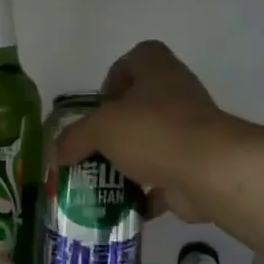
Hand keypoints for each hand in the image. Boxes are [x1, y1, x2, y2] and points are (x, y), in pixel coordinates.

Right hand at [54, 41, 245, 222]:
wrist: (209, 172)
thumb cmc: (153, 132)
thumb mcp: (101, 128)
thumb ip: (74, 138)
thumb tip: (54, 154)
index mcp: (159, 73)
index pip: (139, 57)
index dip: (116, 74)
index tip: (99, 103)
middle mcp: (178, 97)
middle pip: (143, 104)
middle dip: (115, 127)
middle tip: (92, 147)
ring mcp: (190, 134)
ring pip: (152, 143)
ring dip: (127, 161)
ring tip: (99, 179)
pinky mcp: (194, 168)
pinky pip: (163, 180)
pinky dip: (144, 195)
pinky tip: (121, 206)